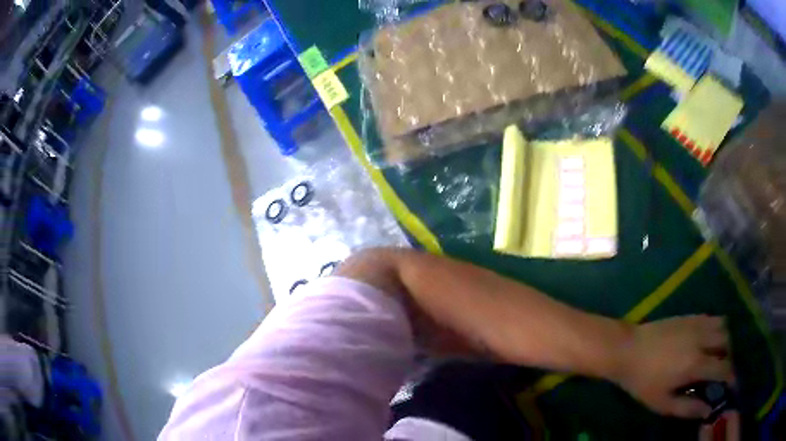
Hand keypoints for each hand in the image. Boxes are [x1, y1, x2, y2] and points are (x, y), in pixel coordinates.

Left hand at [613, 315, 733, 418]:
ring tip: (715, 357)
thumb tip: (708, 411)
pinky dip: (717, 329)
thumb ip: (688, 408)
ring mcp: (696, 323)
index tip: (732, 385)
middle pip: (728, 343)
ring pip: (723, 326)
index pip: (724, 368)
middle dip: (729, 358)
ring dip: (725, 341)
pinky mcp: (690, 315)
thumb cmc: (643, 381)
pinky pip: (712, 318)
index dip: (731, 377)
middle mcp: (702, 339)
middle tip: (721, 373)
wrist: (627, 349)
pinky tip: (707, 342)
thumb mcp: (663, 403)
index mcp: (696, 363)